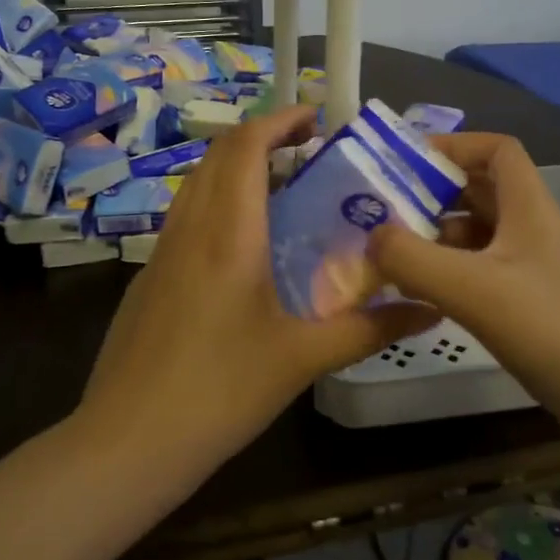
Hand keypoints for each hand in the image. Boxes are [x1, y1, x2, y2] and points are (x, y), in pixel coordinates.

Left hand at [74, 106, 436, 475]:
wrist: (127, 441)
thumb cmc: (220, 393)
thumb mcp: (302, 359)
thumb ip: (369, 329)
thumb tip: (432, 308)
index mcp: (228, 233)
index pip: (246, 146)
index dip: (281, 120)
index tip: (317, 118)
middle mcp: (190, 228)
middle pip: (219, 155)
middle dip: (263, 138)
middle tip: (310, 151)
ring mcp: (161, 252)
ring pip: (198, 183)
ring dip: (237, 168)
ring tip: (284, 190)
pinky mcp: (149, 277)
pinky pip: (186, 216)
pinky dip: (218, 202)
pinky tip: (245, 246)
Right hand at [365, 132, 559, 425]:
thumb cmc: (552, 330)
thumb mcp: (472, 288)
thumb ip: (411, 258)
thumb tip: (371, 238)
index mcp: (530, 209)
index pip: (497, 150)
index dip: (454, 146)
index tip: (405, 163)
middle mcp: (534, 233)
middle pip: (483, 192)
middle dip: (434, 195)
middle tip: (384, 212)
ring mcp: (536, 274)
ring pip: (480, 238)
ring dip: (439, 239)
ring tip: (393, 257)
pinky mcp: (534, 312)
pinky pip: (484, 277)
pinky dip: (452, 277)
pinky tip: (425, 298)